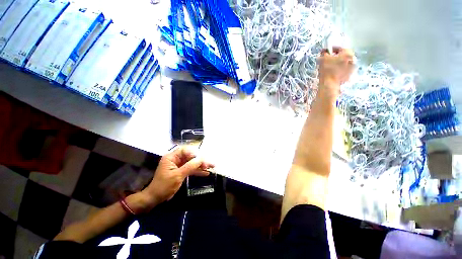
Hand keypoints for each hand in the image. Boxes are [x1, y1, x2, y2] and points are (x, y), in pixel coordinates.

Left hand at [140, 147, 214, 207]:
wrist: (156, 198)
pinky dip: (198, 171)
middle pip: (190, 157)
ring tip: (211, 167)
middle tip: (210, 164)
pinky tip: (206, 173)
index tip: (202, 159)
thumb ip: (190, 166)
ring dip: (201, 166)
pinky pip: (191, 169)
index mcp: (171, 157)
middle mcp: (176, 159)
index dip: (194, 153)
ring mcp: (179, 166)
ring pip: (192, 163)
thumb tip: (201, 158)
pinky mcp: (182, 172)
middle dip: (200, 160)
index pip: (185, 151)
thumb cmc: (164, 186)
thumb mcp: (178, 175)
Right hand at [318, 47, 354, 99]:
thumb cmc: (327, 70)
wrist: (329, 84)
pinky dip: (340, 69)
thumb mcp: (323, 59)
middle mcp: (353, 59)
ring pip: (345, 62)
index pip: (340, 48)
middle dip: (337, 56)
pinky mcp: (350, 75)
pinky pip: (345, 70)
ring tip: (331, 66)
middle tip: (329, 60)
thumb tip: (325, 51)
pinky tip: (334, 72)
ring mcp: (352, 68)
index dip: (332, 49)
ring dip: (339, 63)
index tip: (327, 52)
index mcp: (347, 53)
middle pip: (344, 55)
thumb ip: (325, 53)